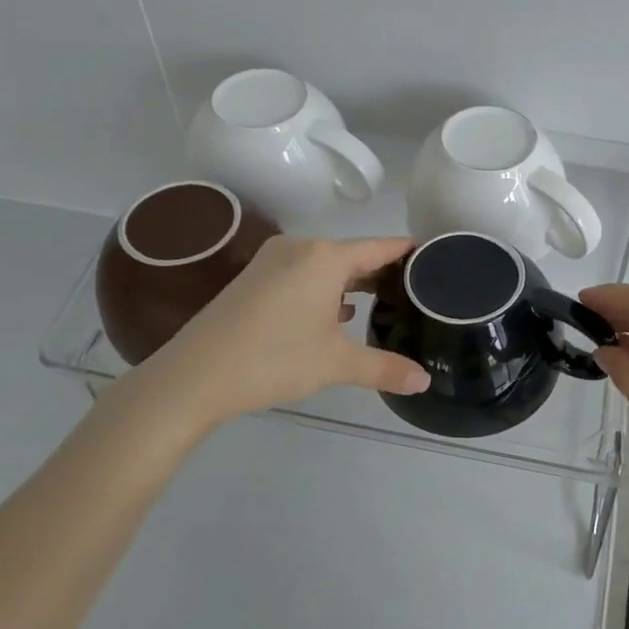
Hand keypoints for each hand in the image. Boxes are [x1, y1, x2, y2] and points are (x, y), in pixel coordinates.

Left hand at [100, 236, 429, 445]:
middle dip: (382, 272)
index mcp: (325, 257)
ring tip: (383, 303)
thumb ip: (384, 368)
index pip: (380, 247)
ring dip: (352, 283)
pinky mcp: (253, 279)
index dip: (408, 252)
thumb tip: (424, 381)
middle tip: (415, 290)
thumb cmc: (274, 359)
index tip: (434, 257)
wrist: (194, 376)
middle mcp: (300, 248)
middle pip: (353, 254)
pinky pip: (303, 274)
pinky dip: (324, 289)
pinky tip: (336, 314)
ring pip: (326, 266)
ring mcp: (272, 261)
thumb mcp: (335, 364)